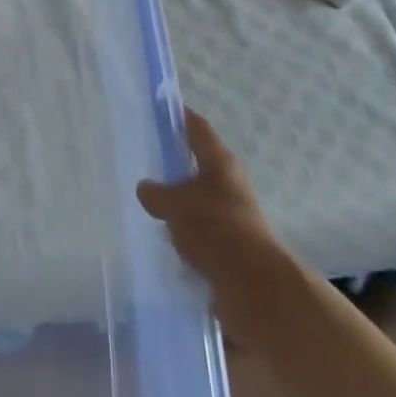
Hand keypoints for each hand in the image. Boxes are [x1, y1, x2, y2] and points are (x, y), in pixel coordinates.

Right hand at [137, 109, 286, 328]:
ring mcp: (231, 215)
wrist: (253, 287)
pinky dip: (183, 229)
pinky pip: (200, 228)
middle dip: (173, 161)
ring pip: (198, 198)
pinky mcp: (229, 245)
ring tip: (146, 201)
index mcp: (221, 163)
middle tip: (142, 158)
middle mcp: (229, 184)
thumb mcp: (176, 205)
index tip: (158, 109)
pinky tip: (161, 234)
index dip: (179, 117)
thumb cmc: (215, 229)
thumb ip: (157, 193)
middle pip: (198, 163)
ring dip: (178, 200)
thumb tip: (145, 188)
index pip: (197, 128)